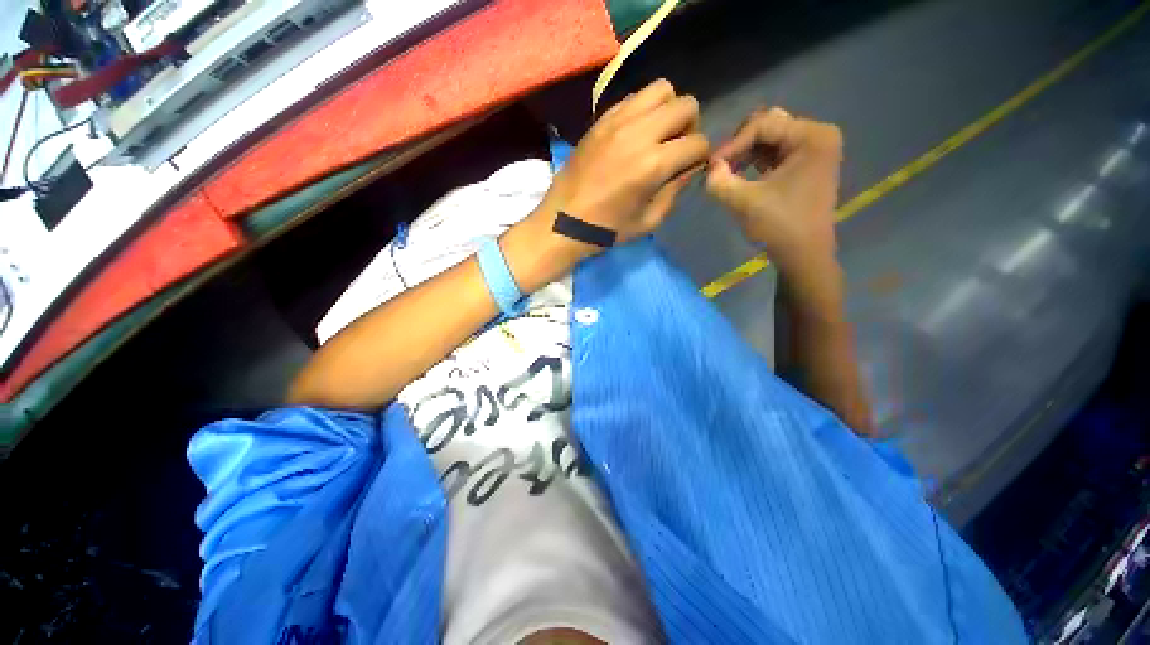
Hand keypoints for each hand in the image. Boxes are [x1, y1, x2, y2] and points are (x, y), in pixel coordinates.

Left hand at [538, 79, 708, 250]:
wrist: (563, 222)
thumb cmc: (606, 230)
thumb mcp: (648, 221)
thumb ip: (674, 191)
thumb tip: (690, 167)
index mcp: (653, 164)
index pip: (698, 142)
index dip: (701, 156)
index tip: (690, 168)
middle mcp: (639, 133)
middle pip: (686, 104)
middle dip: (690, 127)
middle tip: (676, 148)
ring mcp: (617, 121)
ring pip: (661, 89)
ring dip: (668, 110)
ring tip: (657, 135)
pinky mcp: (600, 120)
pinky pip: (633, 98)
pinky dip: (643, 110)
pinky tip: (635, 133)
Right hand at [705, 107, 842, 278]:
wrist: (803, 255)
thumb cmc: (780, 226)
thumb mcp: (745, 202)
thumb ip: (720, 181)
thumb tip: (709, 168)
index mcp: (812, 136)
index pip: (763, 124)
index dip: (732, 144)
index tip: (711, 166)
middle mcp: (818, 135)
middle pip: (769, 126)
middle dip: (740, 145)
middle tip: (719, 168)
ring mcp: (814, 150)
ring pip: (770, 139)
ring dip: (745, 154)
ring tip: (726, 174)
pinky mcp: (807, 165)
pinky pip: (776, 152)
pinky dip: (755, 161)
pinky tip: (741, 176)